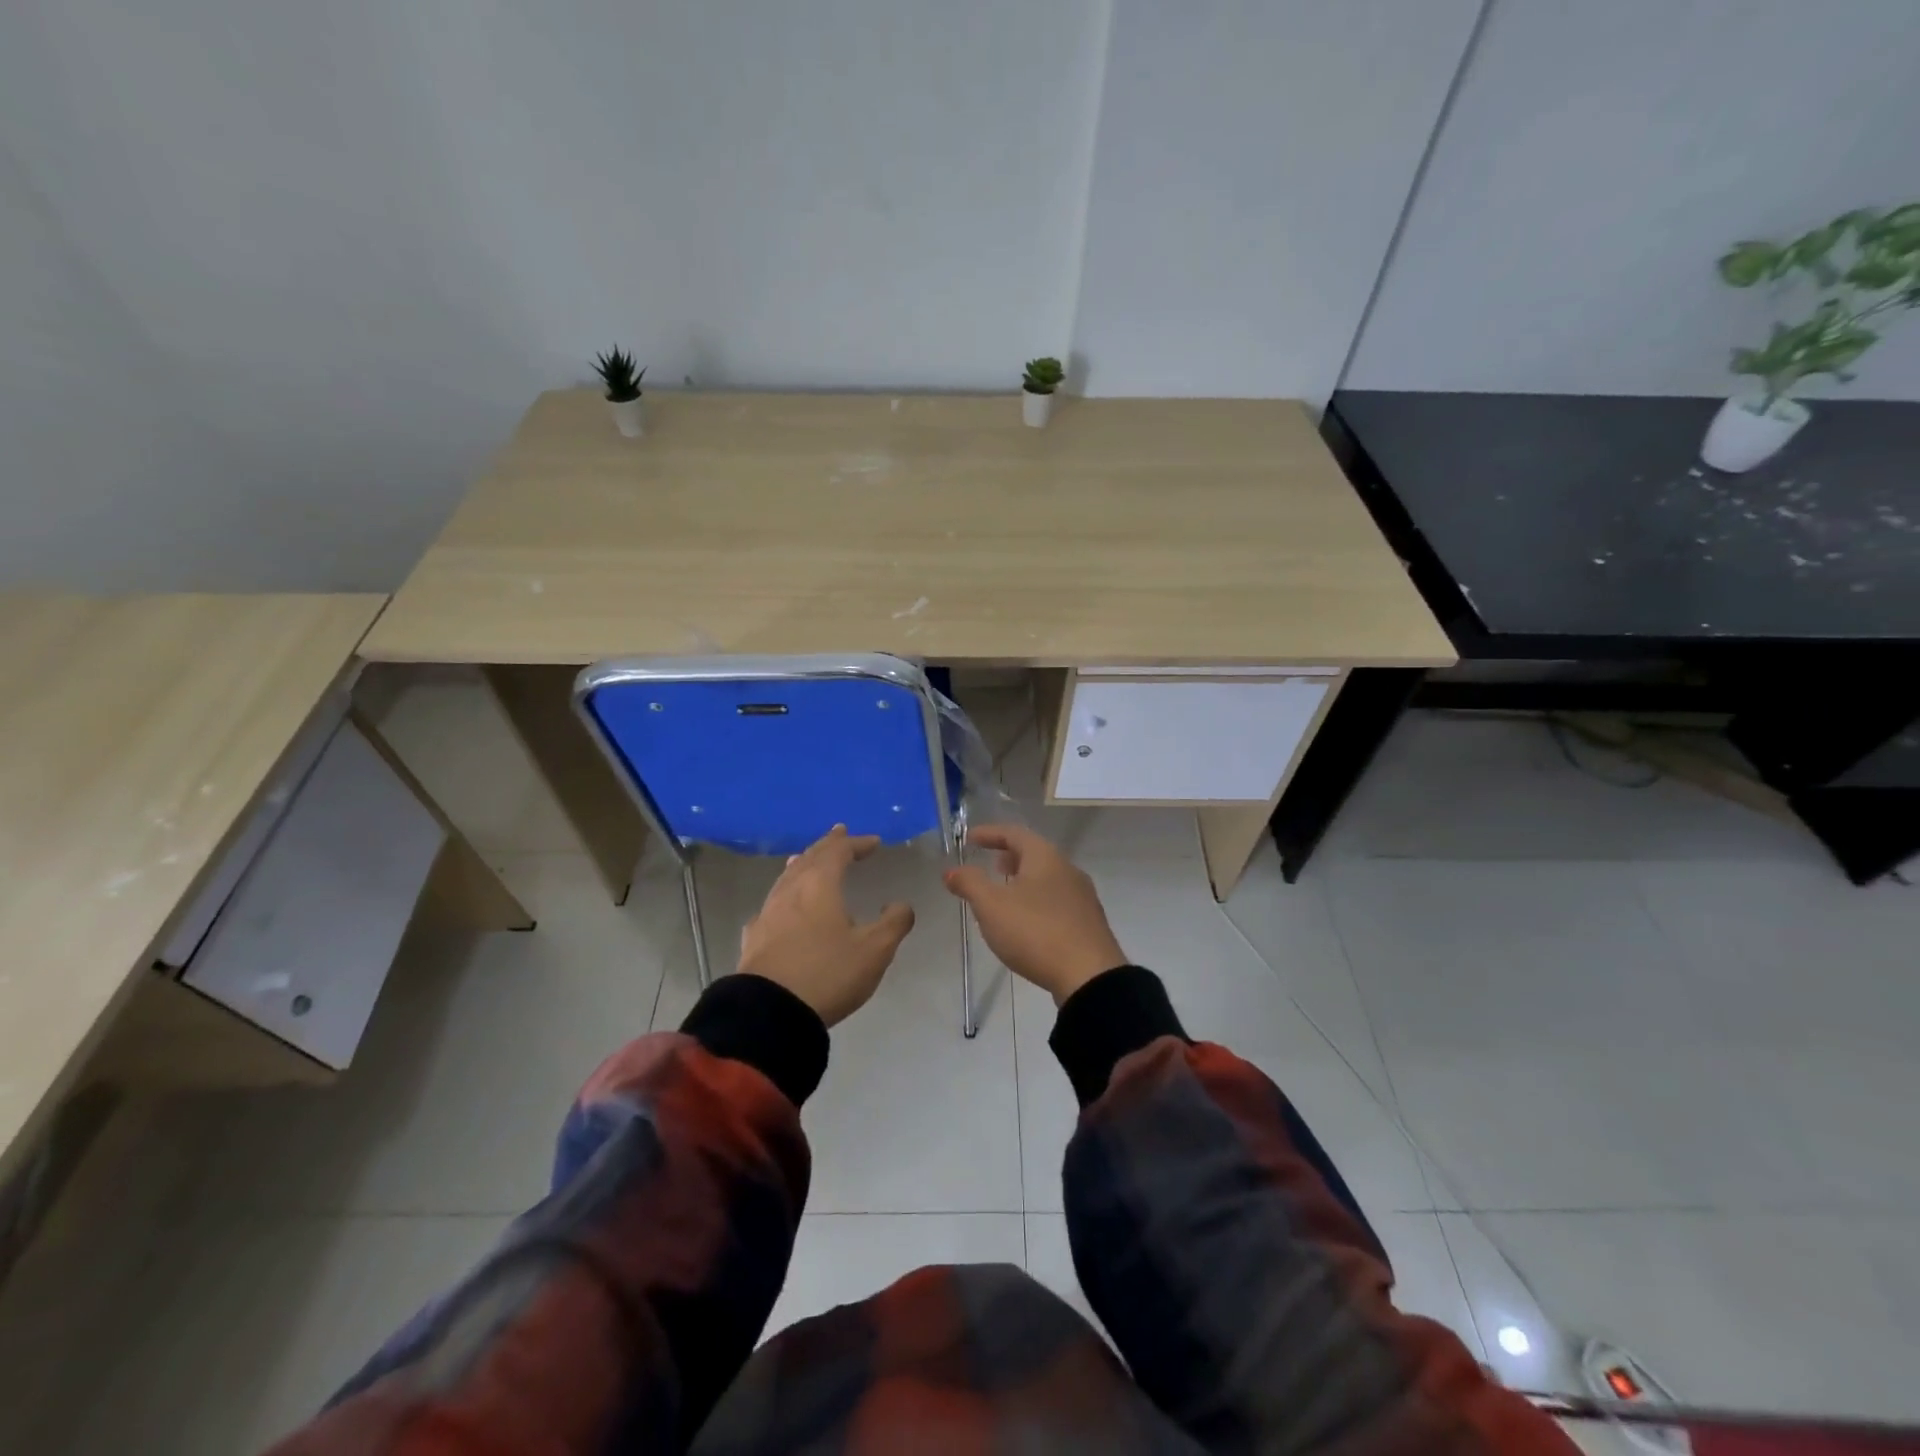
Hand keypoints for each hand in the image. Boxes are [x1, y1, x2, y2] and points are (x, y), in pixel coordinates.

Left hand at [738, 826, 915, 1026]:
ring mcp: (768, 913)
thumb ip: (893, 923)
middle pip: (809, 858)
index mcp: (820, 885)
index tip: (874, 842)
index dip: (857, 843)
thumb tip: (901, 905)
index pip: (839, 852)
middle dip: (827, 845)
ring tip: (806, 859)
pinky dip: (783, 896)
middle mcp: (791, 891)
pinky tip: (779, 907)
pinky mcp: (754, 938)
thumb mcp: (875, 950)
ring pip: (786, 878)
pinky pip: (771, 906)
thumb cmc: (828, 973)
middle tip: (839, 832)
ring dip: (802, 864)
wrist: (769, 1013)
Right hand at [943, 824, 1125, 1004]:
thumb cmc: (1035, 931)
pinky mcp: (1088, 922)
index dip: (989, 833)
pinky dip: (1037, 899)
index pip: (1014, 833)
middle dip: (1009, 856)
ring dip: (1024, 879)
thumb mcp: (992, 906)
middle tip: (990, 865)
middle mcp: (1067, 869)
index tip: (969, 839)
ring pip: (1047, 877)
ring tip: (1005, 894)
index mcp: (1045, 857)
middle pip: (1035, 853)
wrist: (1090, 976)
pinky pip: (1057, 899)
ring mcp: (1082, 896)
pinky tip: (1028, 921)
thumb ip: (970, 884)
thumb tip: (951, 870)